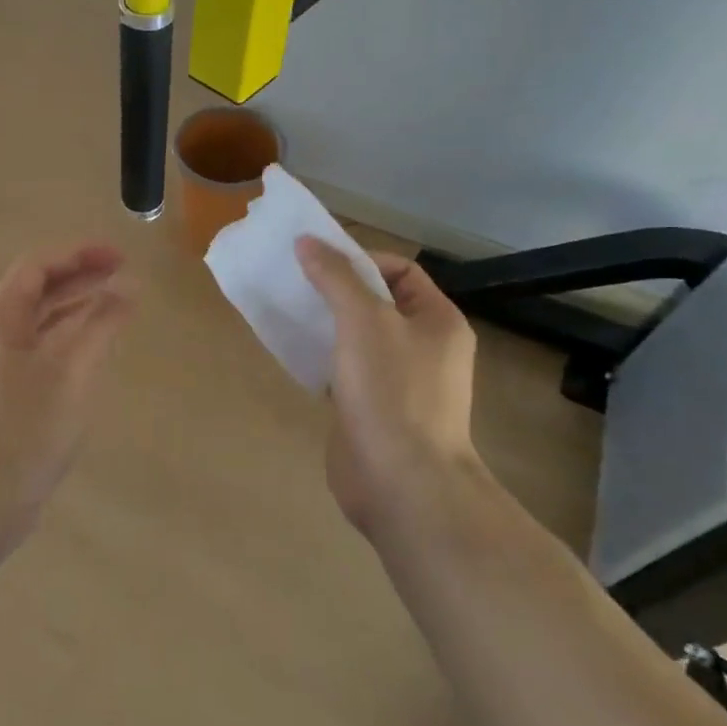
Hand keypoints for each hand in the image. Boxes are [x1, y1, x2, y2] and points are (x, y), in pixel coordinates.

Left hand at [0, 244, 134, 542]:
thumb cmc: (28, 425)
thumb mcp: (74, 368)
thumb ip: (103, 323)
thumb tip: (129, 287)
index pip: (37, 267)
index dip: (79, 255)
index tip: (119, 256)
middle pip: (37, 293)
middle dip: (81, 280)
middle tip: (124, 276)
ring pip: (38, 325)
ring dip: (76, 311)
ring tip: (116, 309)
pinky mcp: (1, 398)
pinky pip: (38, 353)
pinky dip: (67, 341)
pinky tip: (92, 354)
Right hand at [296, 238, 479, 537]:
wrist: (401, 483)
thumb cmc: (392, 392)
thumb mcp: (363, 321)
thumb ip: (335, 278)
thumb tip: (307, 242)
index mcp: (437, 320)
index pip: (401, 270)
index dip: (361, 259)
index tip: (319, 262)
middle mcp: (424, 346)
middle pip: (377, 302)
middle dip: (337, 290)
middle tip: (295, 283)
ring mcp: (398, 380)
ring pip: (358, 337)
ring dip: (326, 323)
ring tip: (289, 312)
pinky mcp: (373, 407)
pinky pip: (346, 369)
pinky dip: (322, 356)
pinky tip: (294, 352)